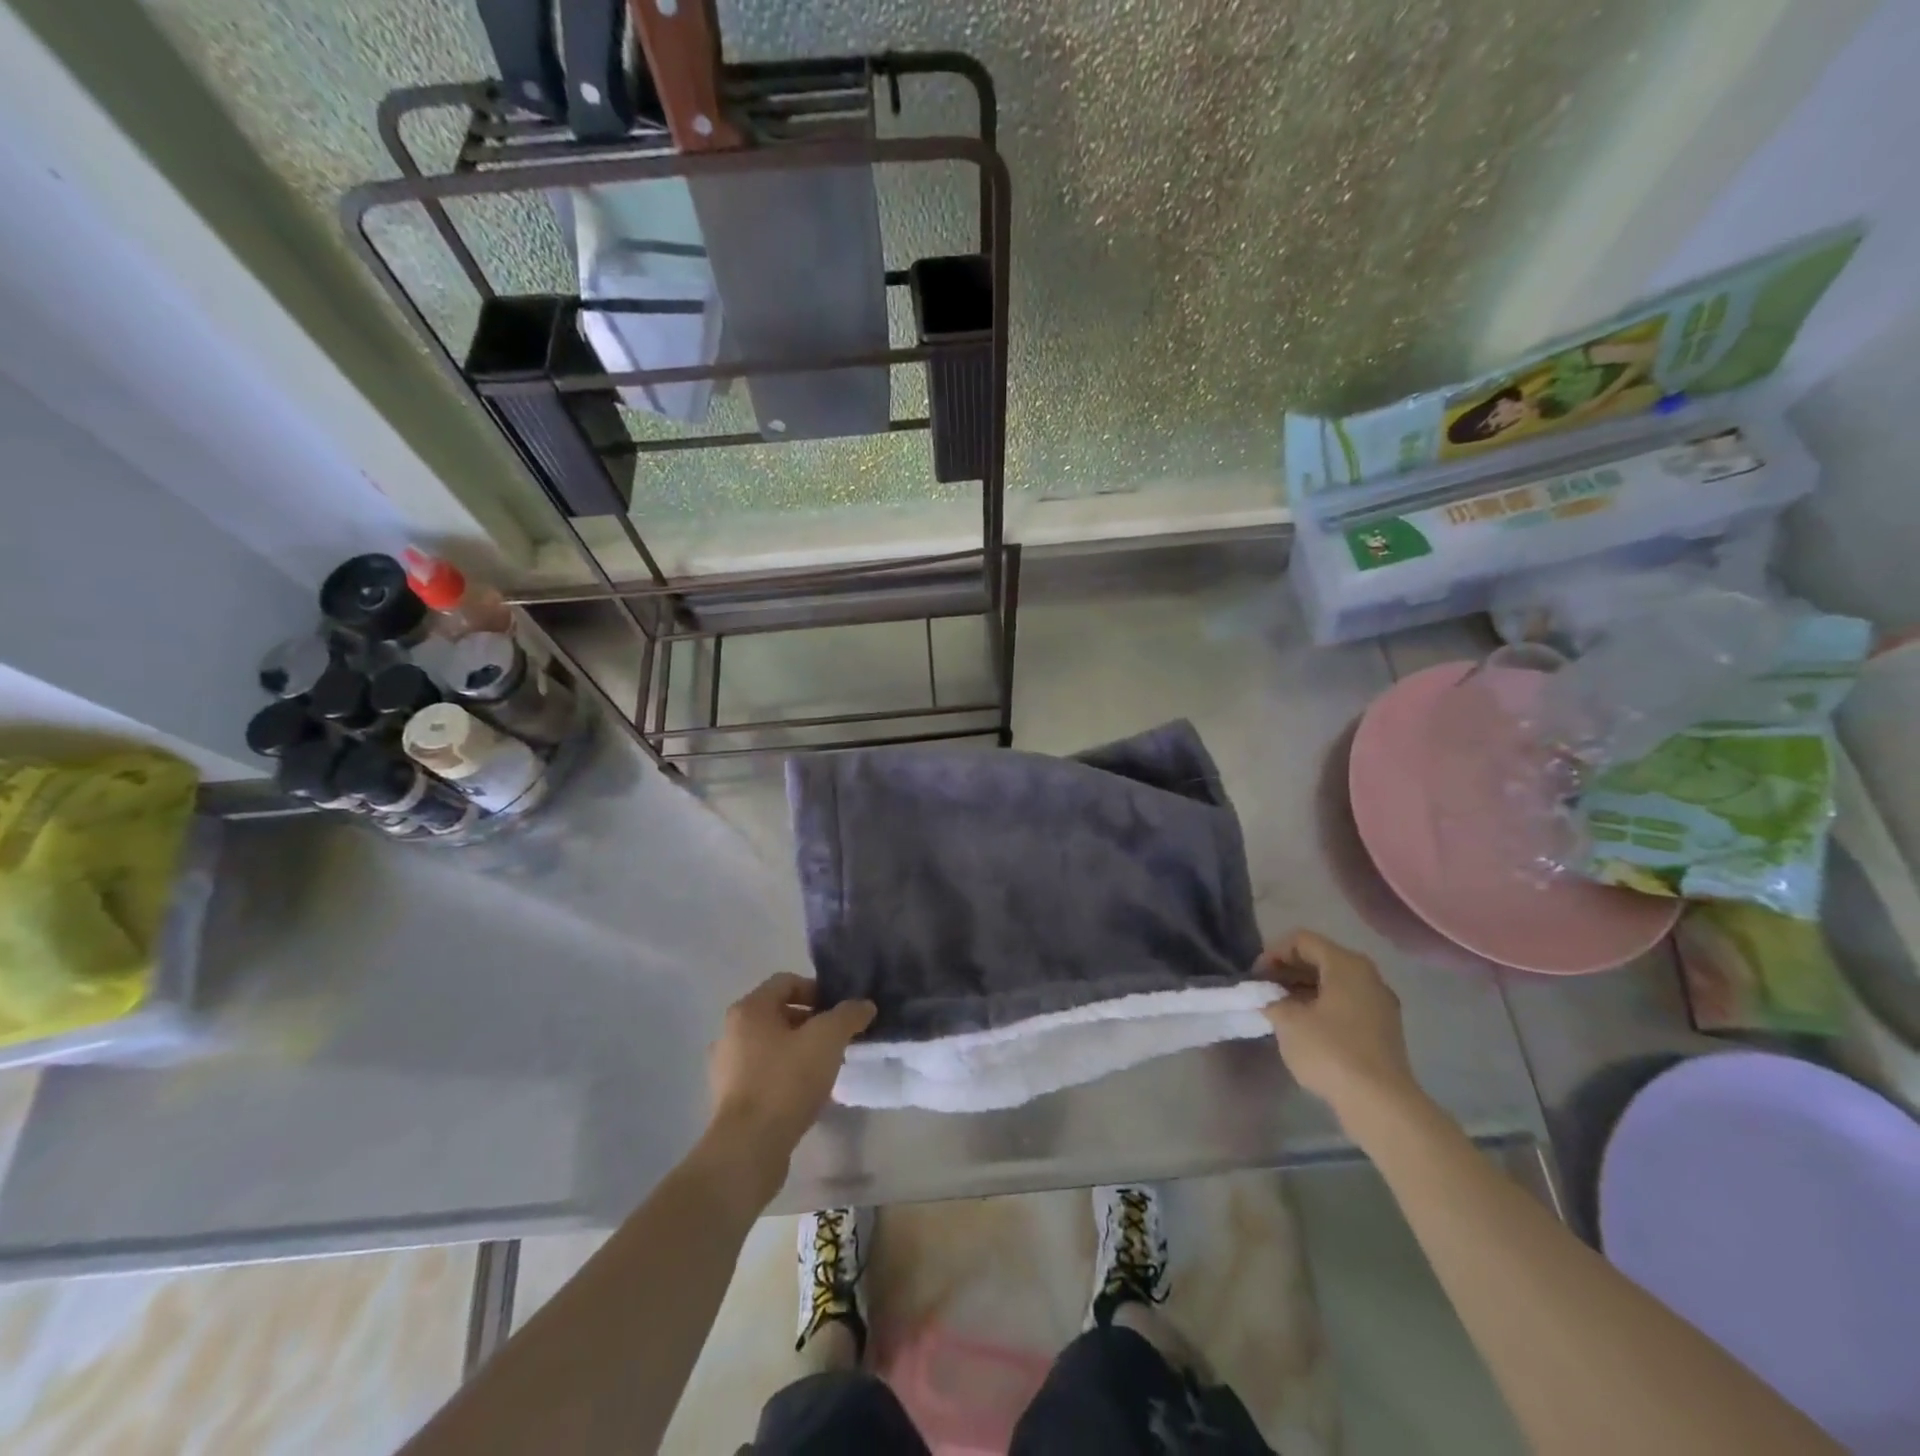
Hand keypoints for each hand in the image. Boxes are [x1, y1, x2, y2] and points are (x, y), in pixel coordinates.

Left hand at [705, 974, 875, 1196]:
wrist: (749, 1148)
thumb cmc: (786, 1081)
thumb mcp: (827, 1039)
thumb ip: (848, 1015)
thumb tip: (864, 1005)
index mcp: (749, 1009)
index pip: (787, 982)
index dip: (817, 990)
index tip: (840, 1012)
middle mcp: (731, 1032)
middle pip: (778, 1013)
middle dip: (811, 1022)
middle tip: (837, 1039)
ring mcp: (726, 1067)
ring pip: (772, 1045)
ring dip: (799, 1049)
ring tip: (825, 1067)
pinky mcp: (730, 1099)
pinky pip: (764, 1073)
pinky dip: (786, 1074)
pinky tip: (806, 1093)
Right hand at [1257, 931, 1426, 1129]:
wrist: (1381, 1104)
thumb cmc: (1331, 1051)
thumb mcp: (1288, 1021)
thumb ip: (1272, 1000)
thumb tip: (1271, 1000)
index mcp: (1346, 964)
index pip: (1302, 940)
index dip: (1273, 953)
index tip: (1256, 978)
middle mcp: (1368, 976)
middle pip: (1320, 959)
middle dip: (1288, 971)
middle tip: (1264, 991)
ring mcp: (1379, 1004)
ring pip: (1333, 983)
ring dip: (1303, 990)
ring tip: (1279, 1010)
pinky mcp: (1383, 1030)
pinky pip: (1346, 1005)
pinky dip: (1321, 1007)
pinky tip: (1304, 1028)